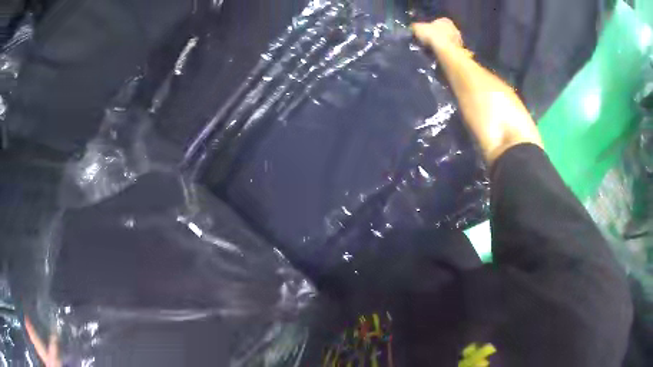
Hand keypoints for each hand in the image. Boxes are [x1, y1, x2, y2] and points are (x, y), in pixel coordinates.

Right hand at [411, 18, 465, 54]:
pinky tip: (437, 56)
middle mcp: (454, 29)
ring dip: (440, 46)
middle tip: (426, 42)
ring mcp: (458, 41)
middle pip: (442, 32)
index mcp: (445, 20)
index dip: (428, 28)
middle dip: (435, 37)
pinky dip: (443, 53)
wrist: (444, 51)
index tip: (423, 34)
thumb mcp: (417, 28)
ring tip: (430, 51)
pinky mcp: (459, 52)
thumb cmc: (431, 35)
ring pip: (446, 42)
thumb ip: (415, 27)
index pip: (436, 22)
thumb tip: (412, 28)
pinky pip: (448, 51)